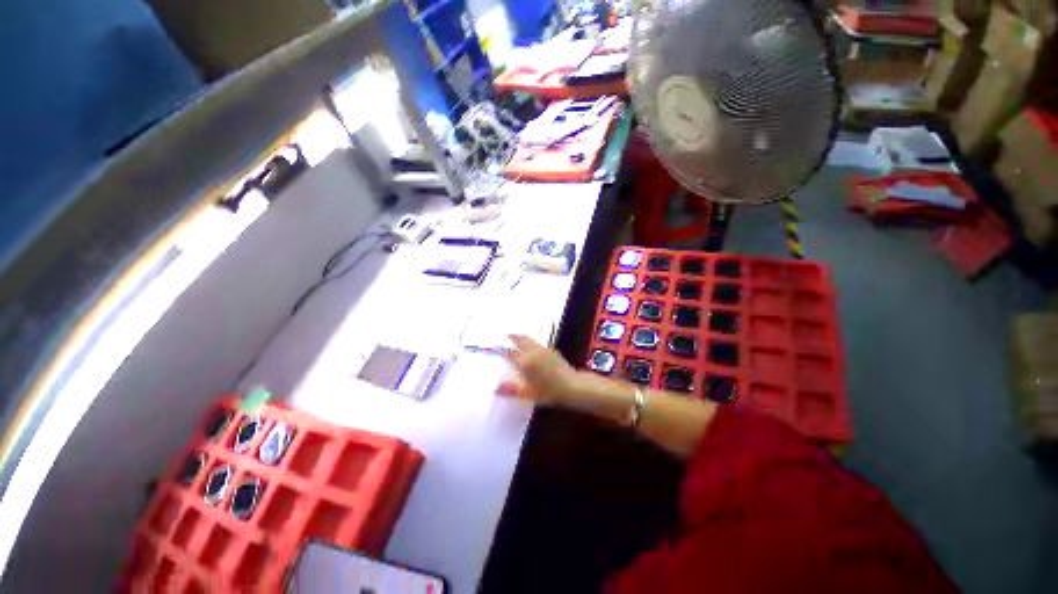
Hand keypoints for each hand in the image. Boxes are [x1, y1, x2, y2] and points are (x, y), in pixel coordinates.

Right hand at [496, 335, 580, 404]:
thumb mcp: (528, 393)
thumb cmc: (548, 392)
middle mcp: (533, 352)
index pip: (511, 353)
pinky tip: (533, 345)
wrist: (571, 386)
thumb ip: (512, 389)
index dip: (503, 349)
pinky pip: (538, 343)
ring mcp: (544, 350)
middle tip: (507, 334)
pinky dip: (532, 341)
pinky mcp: (552, 351)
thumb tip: (496, 388)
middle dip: (513, 337)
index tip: (496, 346)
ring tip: (518, 336)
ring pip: (530, 340)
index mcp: (526, 361)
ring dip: (523, 337)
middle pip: (521, 340)